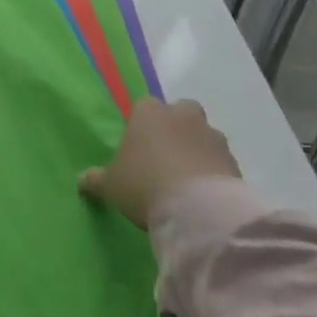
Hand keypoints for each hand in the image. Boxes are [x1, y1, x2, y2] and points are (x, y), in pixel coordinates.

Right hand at [77, 97, 240, 228]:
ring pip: (203, 136)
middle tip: (163, 157)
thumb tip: (81, 180)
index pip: (143, 107)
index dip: (140, 125)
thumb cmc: (144, 184)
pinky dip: (212, 173)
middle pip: (180, 113)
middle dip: (175, 129)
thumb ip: (95, 179)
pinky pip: (219, 162)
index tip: (136, 148)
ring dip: (196, 151)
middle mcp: (183, 116)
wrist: (198, 210)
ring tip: (185, 181)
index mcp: (149, 112)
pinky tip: (202, 195)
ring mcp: (212, 137)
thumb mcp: (110, 185)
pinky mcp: (235, 162)